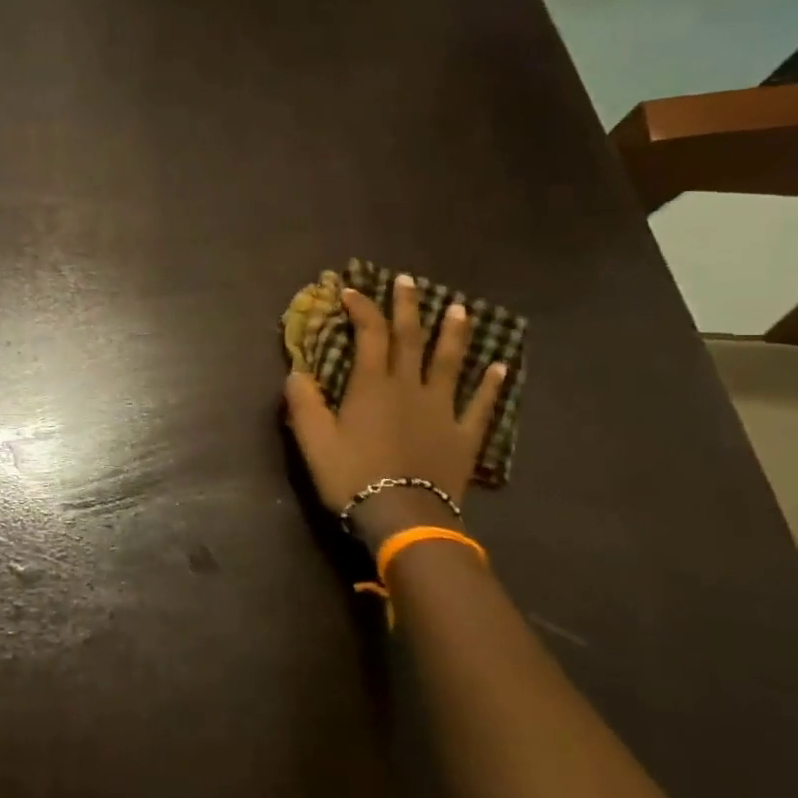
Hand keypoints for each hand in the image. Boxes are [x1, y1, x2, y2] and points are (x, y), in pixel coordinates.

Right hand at [283, 275, 506, 533]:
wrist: (402, 516)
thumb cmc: (351, 476)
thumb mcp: (312, 440)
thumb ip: (303, 402)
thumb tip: (296, 371)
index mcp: (372, 386)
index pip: (369, 335)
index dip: (362, 309)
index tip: (352, 291)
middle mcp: (410, 387)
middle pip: (411, 338)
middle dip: (407, 307)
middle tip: (408, 280)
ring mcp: (442, 409)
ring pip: (449, 362)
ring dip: (454, 333)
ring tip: (459, 308)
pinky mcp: (463, 435)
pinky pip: (480, 405)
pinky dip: (490, 384)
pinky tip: (500, 366)